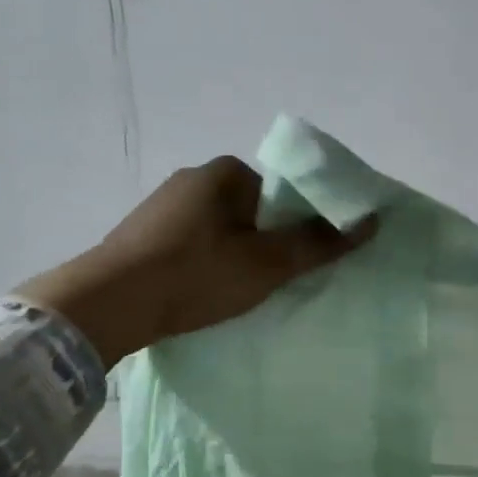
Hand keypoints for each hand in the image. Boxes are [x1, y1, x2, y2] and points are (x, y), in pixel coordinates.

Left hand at [16, 157, 374, 368]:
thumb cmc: (197, 276)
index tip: (302, 262)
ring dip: (238, 255)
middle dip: (269, 243)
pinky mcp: (145, 232)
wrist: (108, 304)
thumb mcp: (268, 264)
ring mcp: (165, 204)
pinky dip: (210, 263)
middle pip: (256, 211)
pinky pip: (196, 243)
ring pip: (225, 229)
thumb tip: (370, 221)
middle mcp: (195, 177)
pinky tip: (205, 290)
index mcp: (226, 172)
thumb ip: (318, 243)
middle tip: (275, 282)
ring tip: (237, 292)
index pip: (284, 193)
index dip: (301, 227)